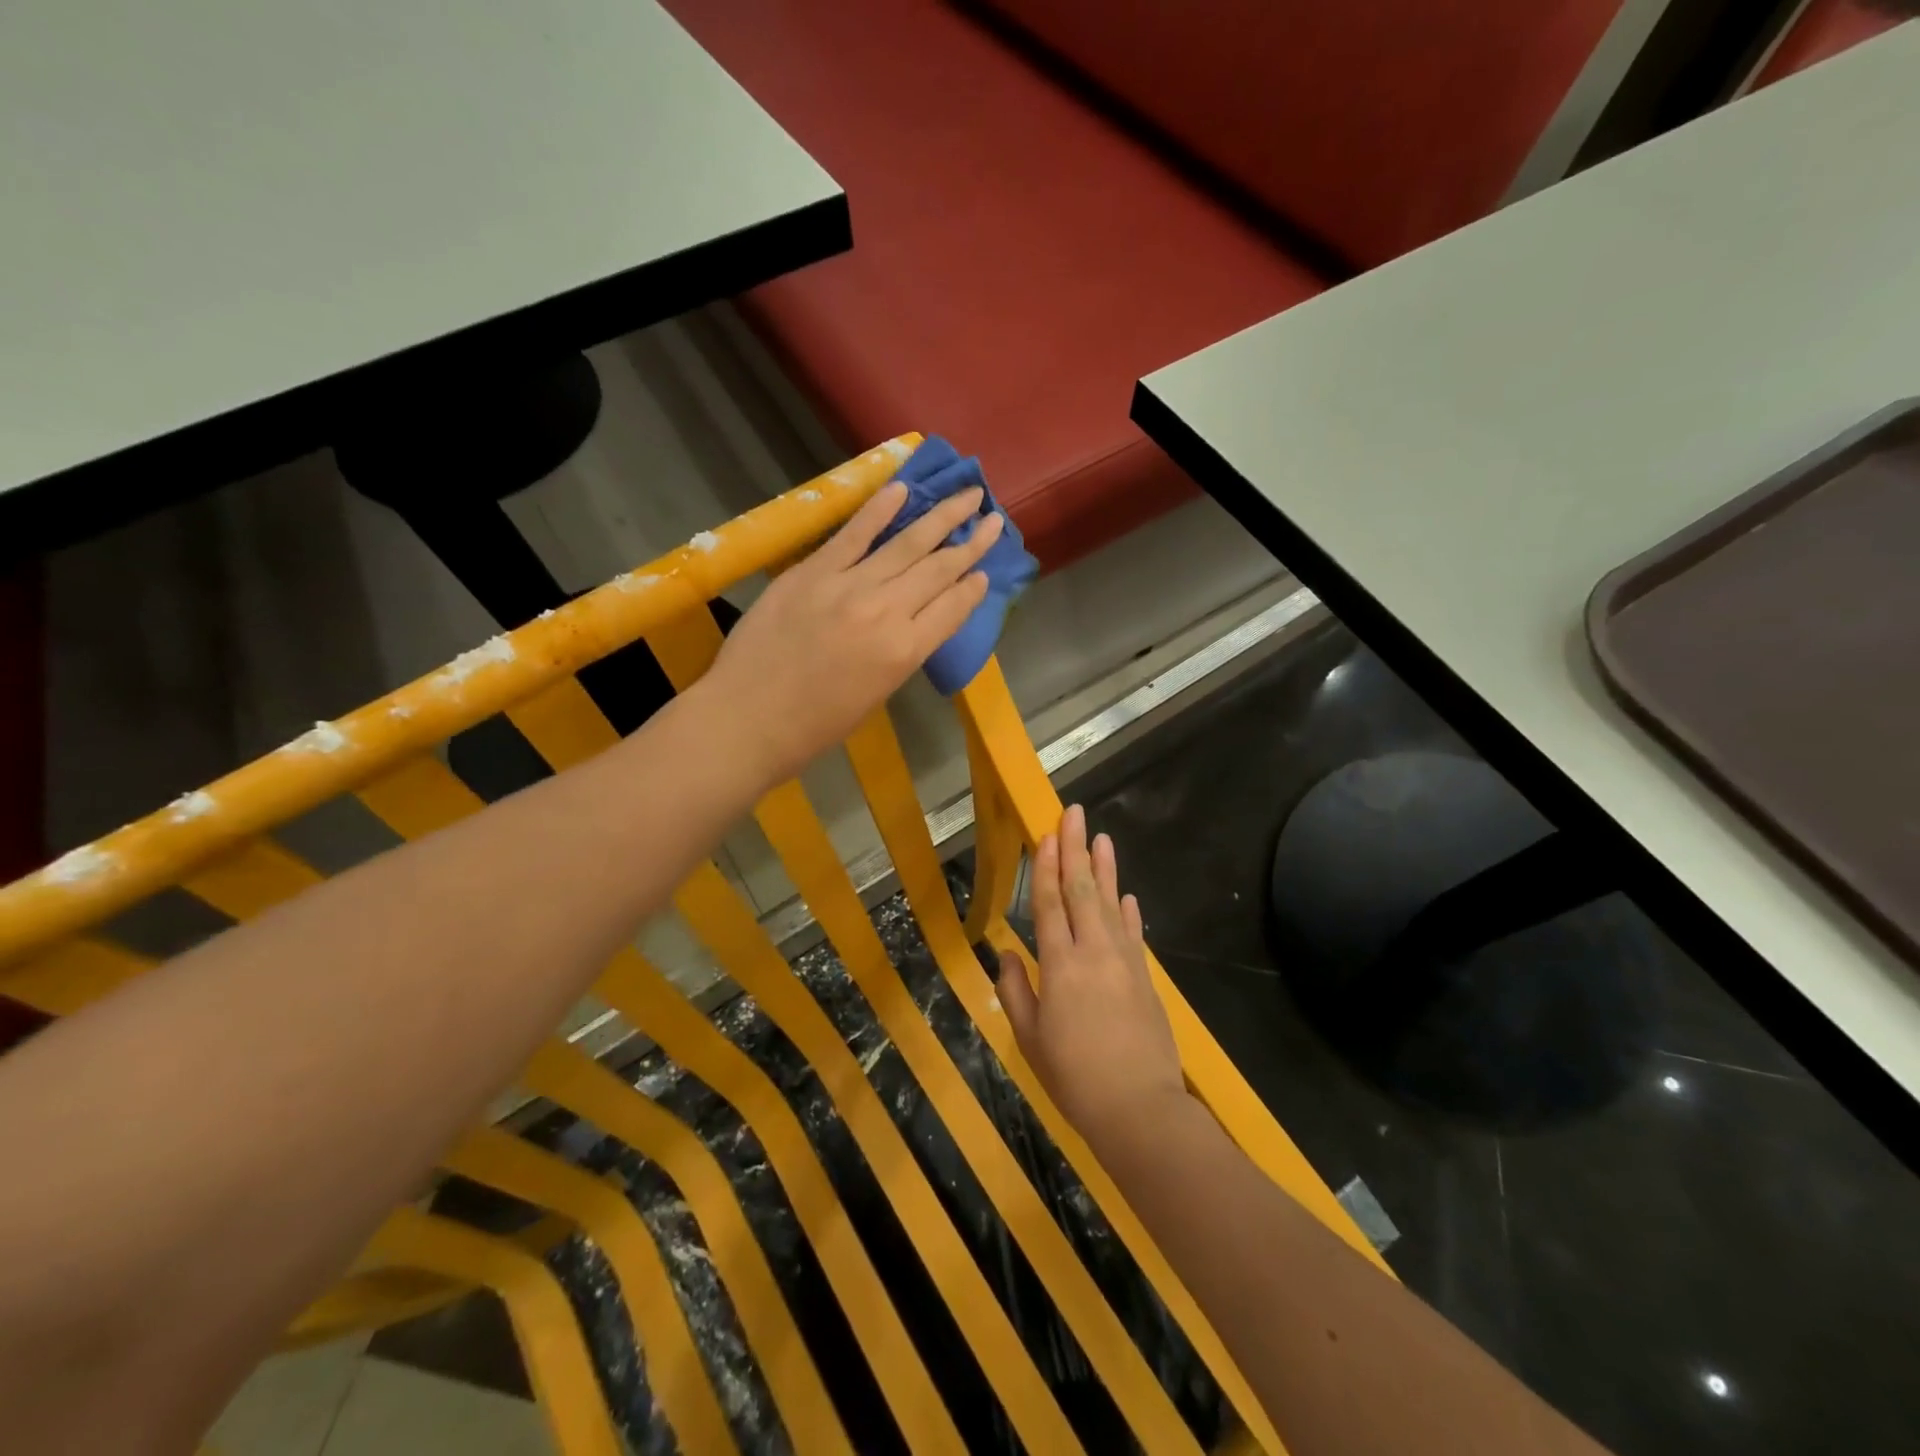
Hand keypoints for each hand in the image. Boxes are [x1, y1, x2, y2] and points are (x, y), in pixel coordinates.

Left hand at [702, 481, 1002, 783]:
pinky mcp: (811, 572)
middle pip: (937, 570)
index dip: (973, 588)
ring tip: (968, 494)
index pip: (952, 609)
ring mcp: (848, 587)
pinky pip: (852, 535)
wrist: (746, 720)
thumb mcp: (874, 696)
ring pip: (905, 544)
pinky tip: (902, 490)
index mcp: (904, 653)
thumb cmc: (813, 727)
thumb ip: (898, 654)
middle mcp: (886, 613)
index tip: (986, 570)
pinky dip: (878, 510)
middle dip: (971, 543)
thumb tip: (911, 622)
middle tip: (994, 519)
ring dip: (940, 517)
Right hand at [999, 804, 1190, 1153]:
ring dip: (1106, 868)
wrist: (1139, 1108)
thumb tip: (1006, 953)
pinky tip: (1128, 894)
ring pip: (1112, 903)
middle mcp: (1093, 952)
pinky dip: (1129, 911)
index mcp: (1060, 965)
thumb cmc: (1074, 1077)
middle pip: (1083, 890)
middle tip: (1074, 813)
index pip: (1050, 904)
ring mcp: (1124, 962)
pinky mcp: (1144, 977)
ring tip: (1102, 837)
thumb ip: (1015, 991)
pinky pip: (1134, 933)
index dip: (1047, 867)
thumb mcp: (1030, 1039)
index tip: (1047, 833)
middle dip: (1076, 848)